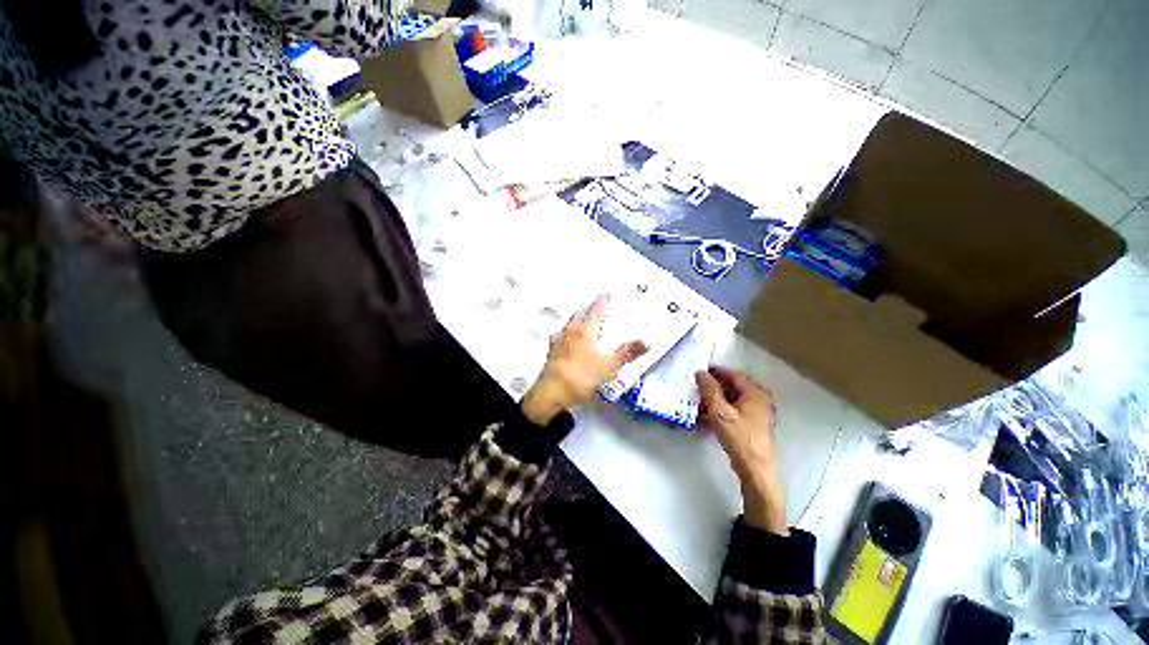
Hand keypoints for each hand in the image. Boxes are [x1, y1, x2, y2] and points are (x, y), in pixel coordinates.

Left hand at [521, 294, 647, 424]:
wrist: (551, 392)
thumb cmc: (581, 377)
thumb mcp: (608, 367)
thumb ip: (626, 353)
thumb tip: (647, 342)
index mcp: (585, 330)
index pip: (597, 309)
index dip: (604, 300)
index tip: (610, 292)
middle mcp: (570, 330)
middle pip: (581, 312)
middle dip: (590, 306)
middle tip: (598, 304)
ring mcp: (559, 339)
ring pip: (570, 322)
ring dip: (579, 317)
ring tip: (586, 318)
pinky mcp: (552, 350)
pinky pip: (562, 334)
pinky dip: (569, 331)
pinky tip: (570, 338)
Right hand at [695, 367, 787, 534]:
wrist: (755, 470)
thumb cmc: (740, 438)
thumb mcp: (720, 411)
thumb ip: (709, 390)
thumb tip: (700, 372)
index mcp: (755, 393)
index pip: (733, 374)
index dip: (715, 371)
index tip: (699, 371)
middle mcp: (759, 400)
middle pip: (732, 387)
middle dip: (713, 387)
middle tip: (696, 387)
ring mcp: (756, 413)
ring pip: (731, 400)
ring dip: (714, 400)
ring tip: (697, 403)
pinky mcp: (751, 425)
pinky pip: (733, 411)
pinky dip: (719, 411)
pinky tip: (705, 417)